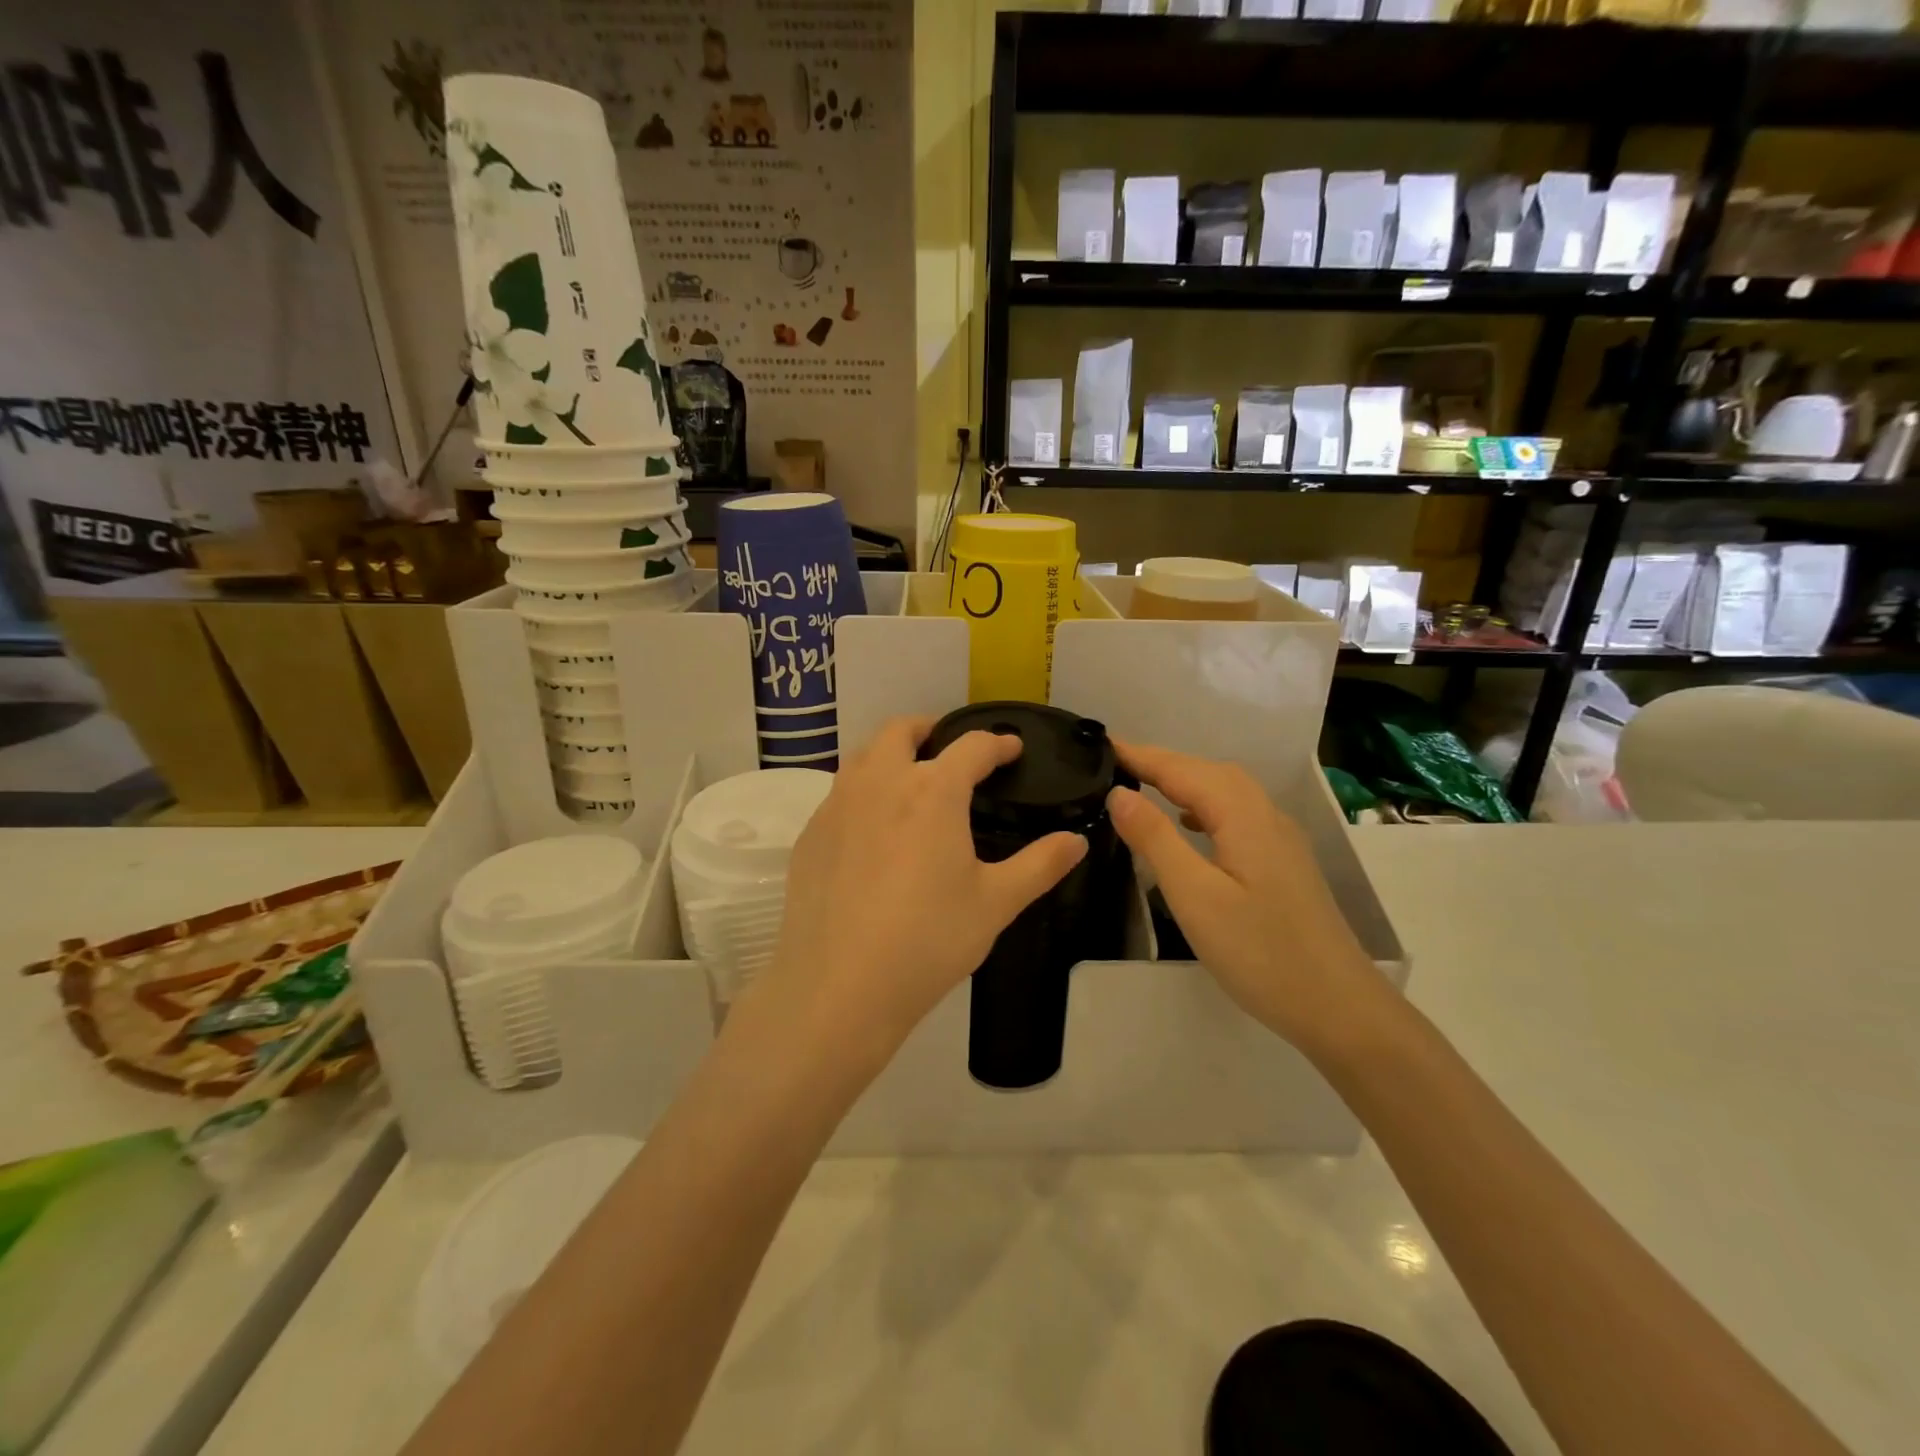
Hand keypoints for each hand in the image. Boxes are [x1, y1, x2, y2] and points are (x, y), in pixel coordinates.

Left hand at [757, 716, 1087, 1060]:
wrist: (838, 987)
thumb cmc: (928, 940)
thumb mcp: (995, 903)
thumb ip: (1040, 865)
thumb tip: (1077, 840)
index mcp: (932, 791)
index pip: (972, 746)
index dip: (997, 743)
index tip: (1011, 748)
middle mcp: (880, 783)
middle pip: (902, 731)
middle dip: (931, 730)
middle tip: (951, 749)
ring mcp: (837, 806)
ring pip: (863, 756)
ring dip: (891, 754)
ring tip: (911, 781)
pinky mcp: (810, 834)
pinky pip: (839, 794)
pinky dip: (863, 792)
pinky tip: (873, 830)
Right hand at [1106, 741, 1393, 1055]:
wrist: (1339, 1008)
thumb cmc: (1261, 953)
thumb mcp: (1195, 897)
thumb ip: (1155, 839)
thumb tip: (1119, 792)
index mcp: (1243, 816)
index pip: (1182, 770)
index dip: (1140, 755)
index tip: (1100, 744)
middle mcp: (1265, 815)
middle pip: (1207, 772)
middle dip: (1161, 762)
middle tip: (1113, 764)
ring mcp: (1280, 839)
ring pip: (1225, 792)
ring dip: (1183, 781)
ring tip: (1142, 786)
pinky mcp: (1283, 862)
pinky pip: (1236, 814)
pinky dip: (1204, 805)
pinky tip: (1188, 824)